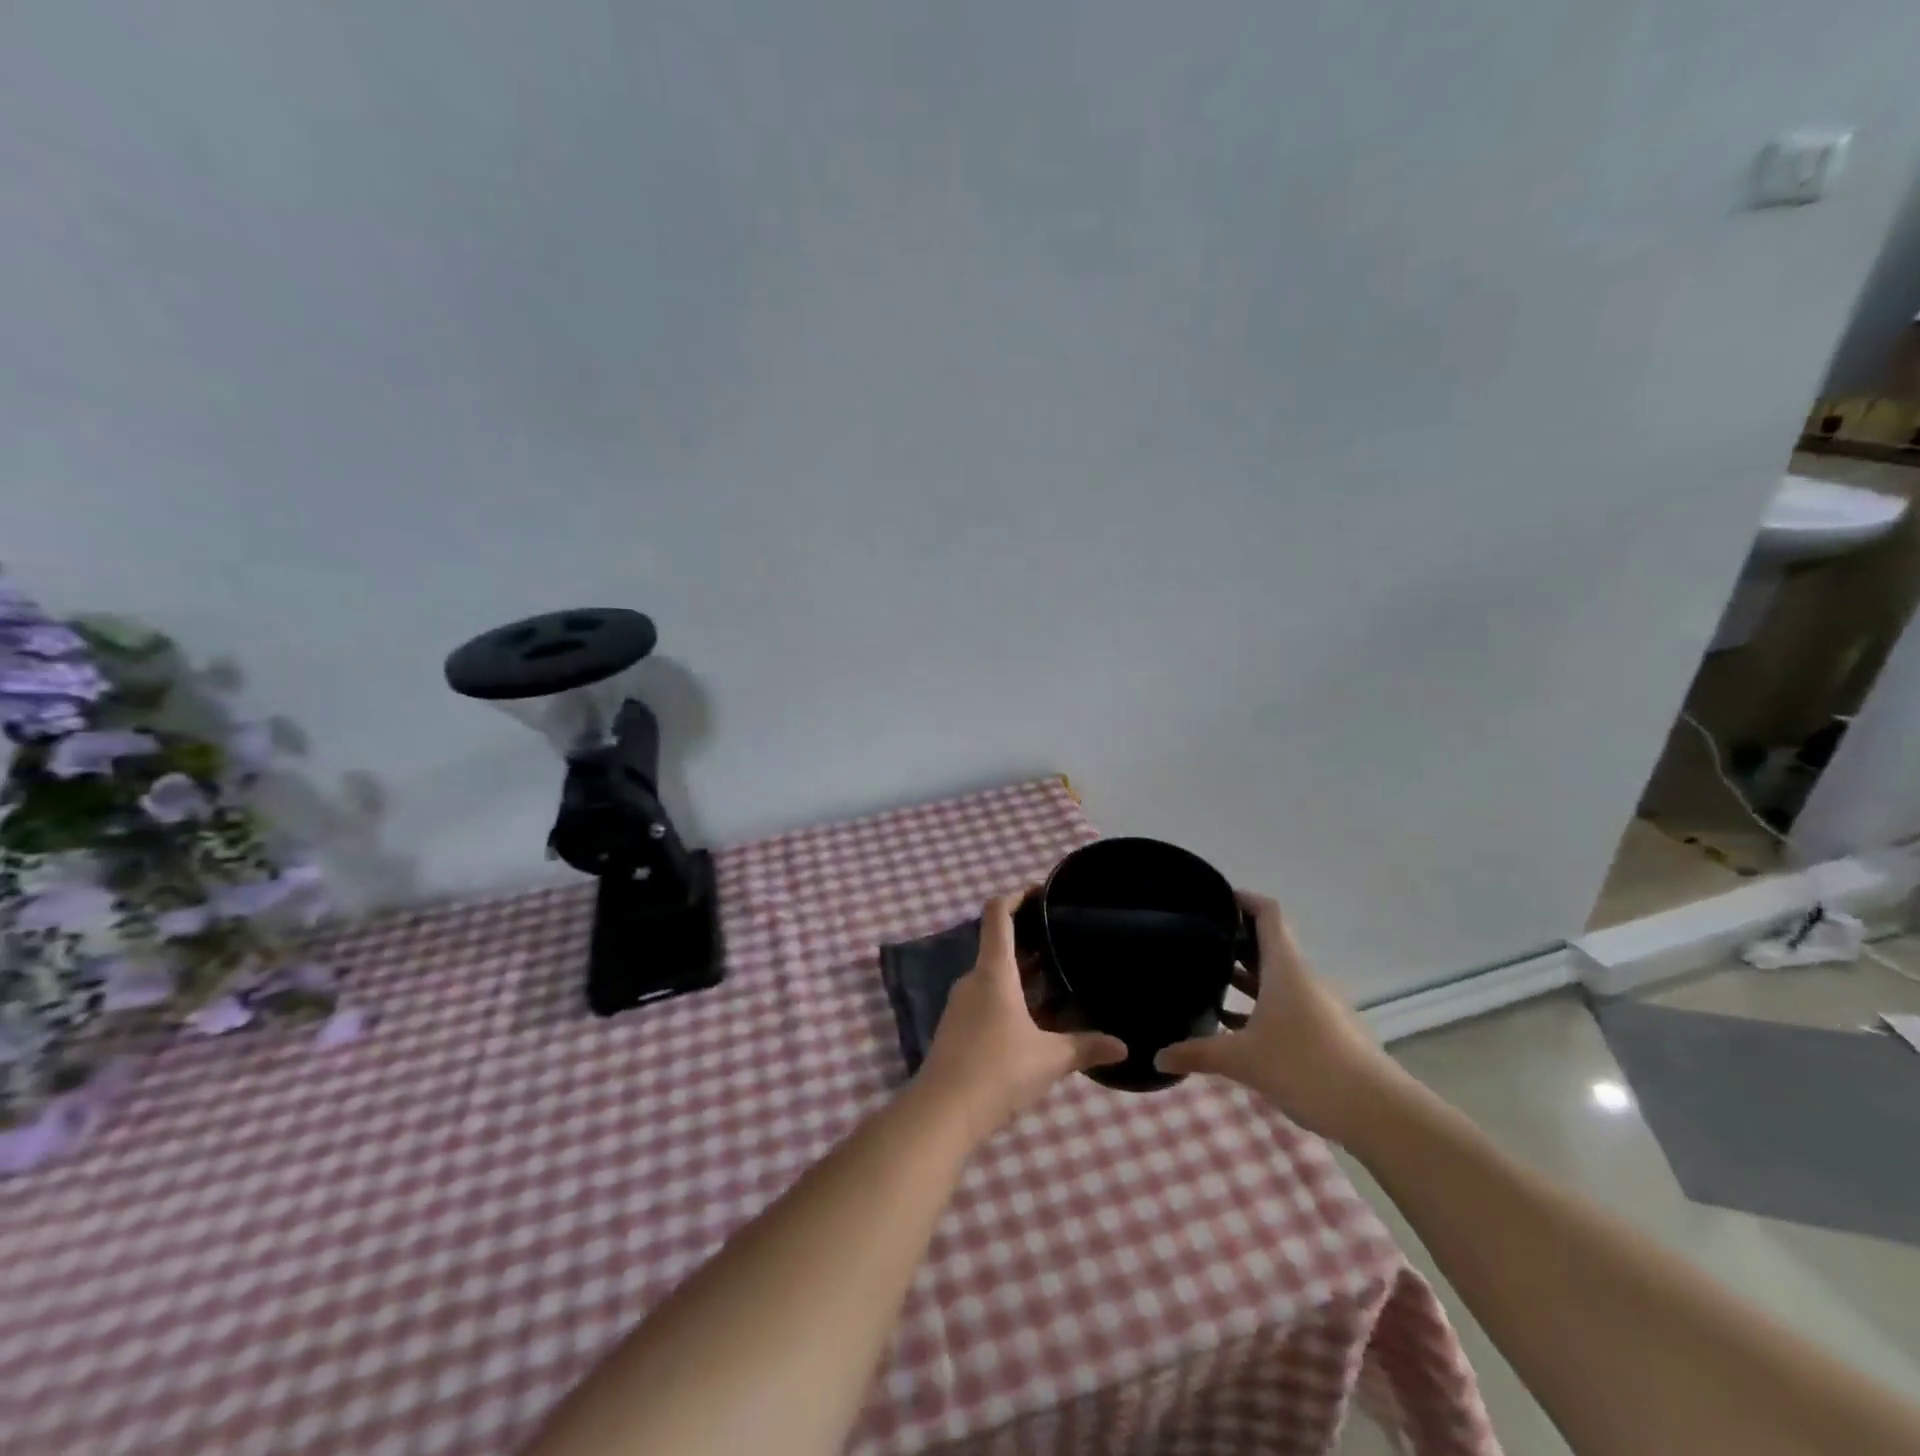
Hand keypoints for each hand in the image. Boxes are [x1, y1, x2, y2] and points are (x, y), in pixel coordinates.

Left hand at [915, 893, 1126, 1138]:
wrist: (942, 1113)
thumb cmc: (998, 1071)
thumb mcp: (1049, 1059)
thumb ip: (1085, 1047)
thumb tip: (1123, 1047)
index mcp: (994, 972)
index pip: (997, 914)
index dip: (1016, 896)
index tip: (1039, 892)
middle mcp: (973, 980)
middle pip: (999, 946)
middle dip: (1030, 942)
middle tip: (1063, 943)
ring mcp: (961, 1004)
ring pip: (994, 976)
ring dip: (1022, 974)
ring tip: (1056, 981)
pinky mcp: (956, 1028)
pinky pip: (986, 999)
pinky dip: (1010, 997)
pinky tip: (1034, 1019)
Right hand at [1154, 892, 1407, 1143]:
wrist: (1378, 1113)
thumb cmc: (1305, 1067)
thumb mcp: (1242, 1061)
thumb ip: (1197, 1054)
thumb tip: (1159, 1056)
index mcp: (1285, 967)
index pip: (1268, 913)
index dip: (1243, 899)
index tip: (1215, 899)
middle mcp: (1303, 977)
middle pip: (1268, 945)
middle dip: (1234, 942)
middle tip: (1197, 944)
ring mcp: (1319, 1005)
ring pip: (1277, 978)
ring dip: (1246, 979)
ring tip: (1209, 985)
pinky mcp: (1328, 1031)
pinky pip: (1288, 1005)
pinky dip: (1262, 1007)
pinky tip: (1238, 1029)